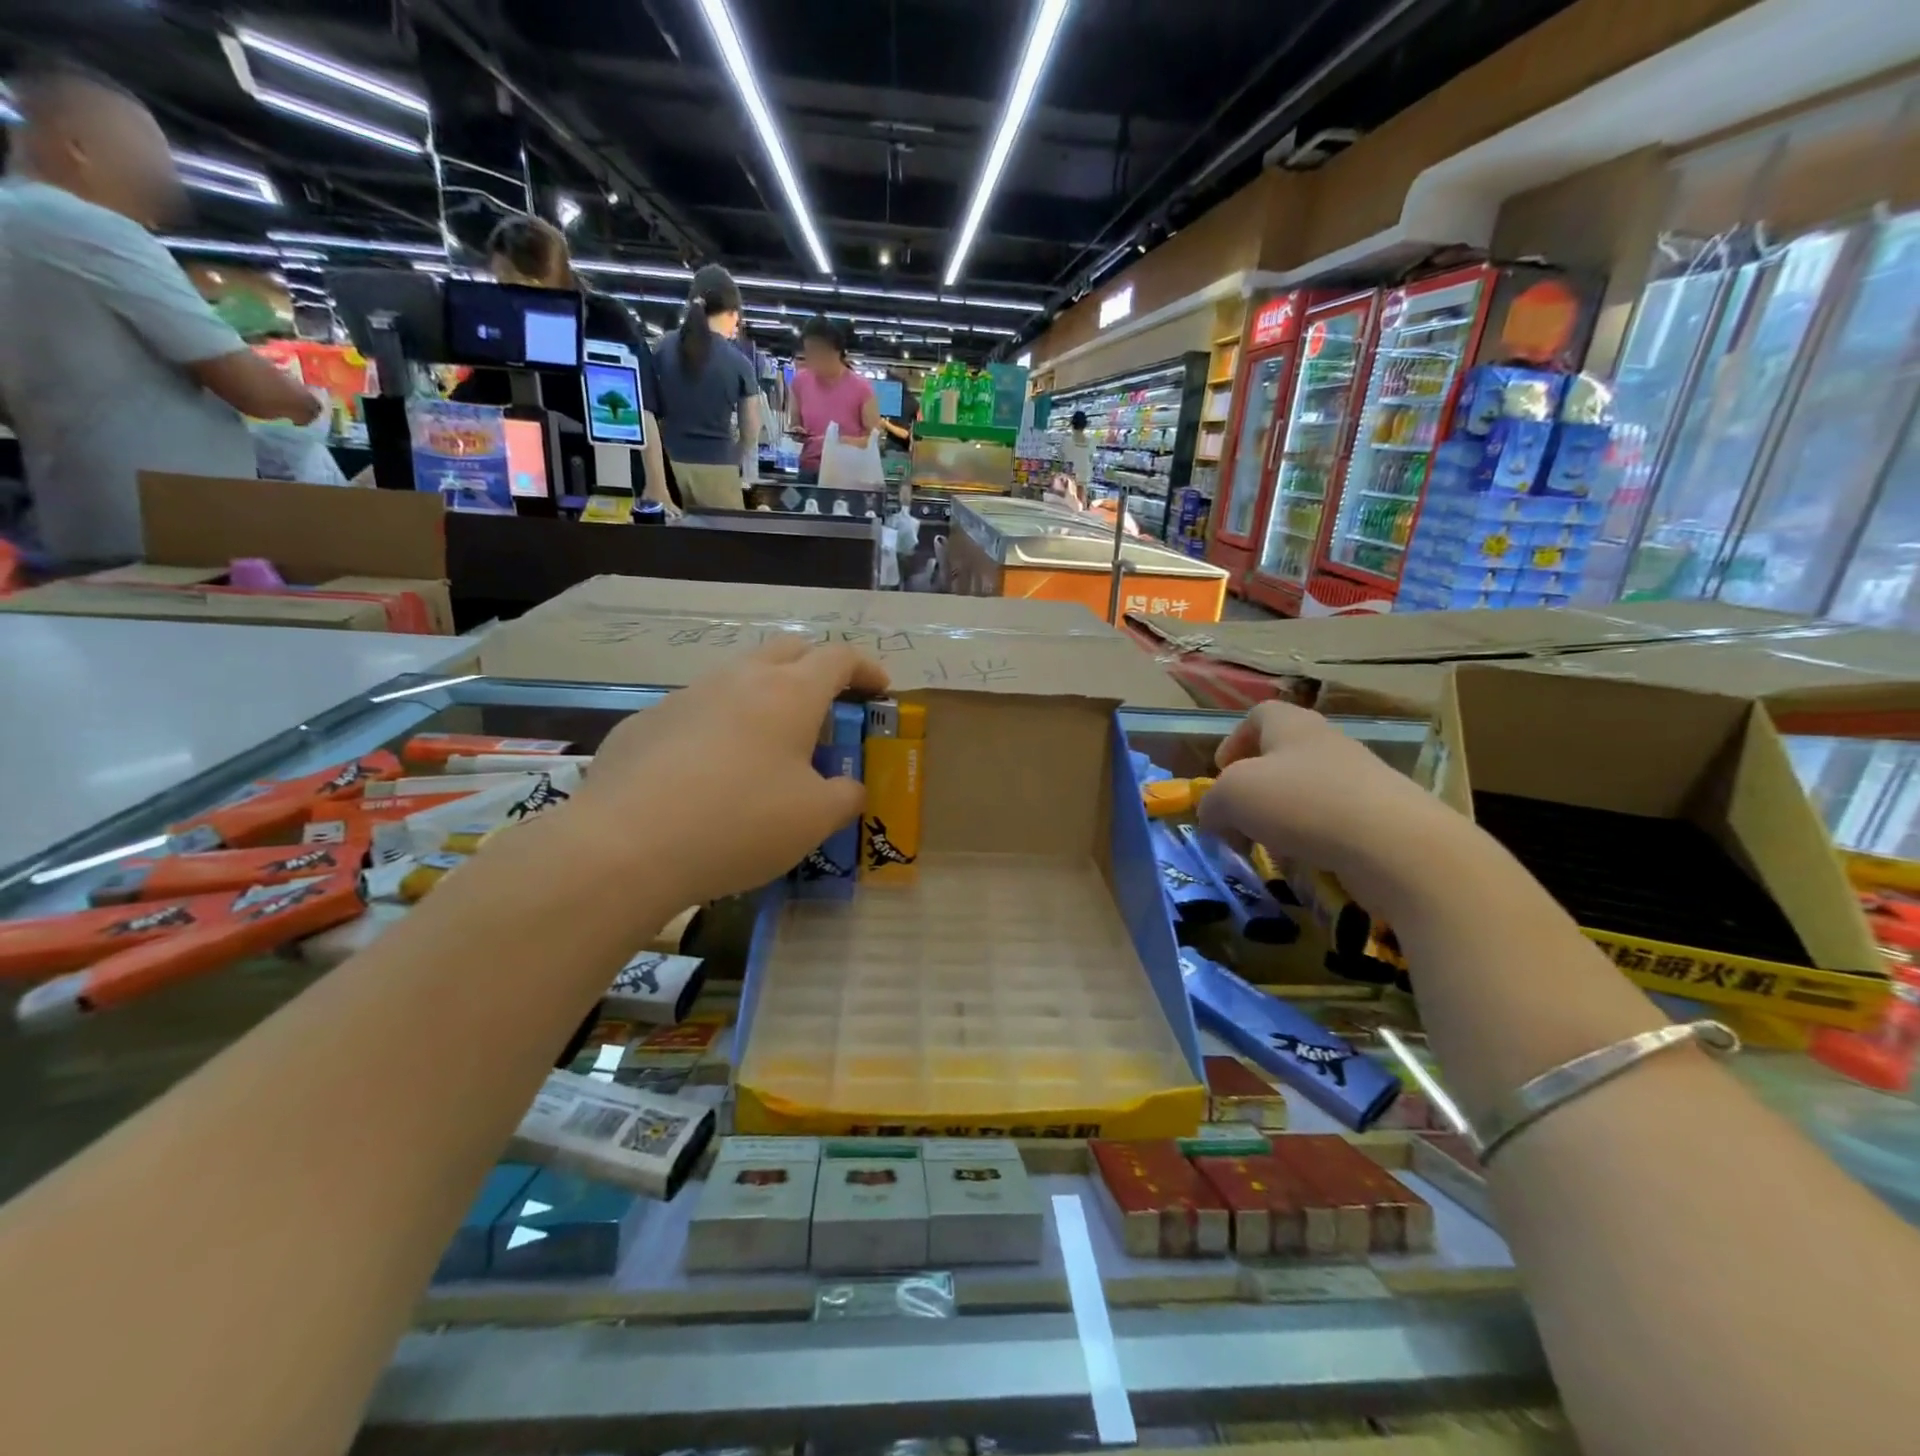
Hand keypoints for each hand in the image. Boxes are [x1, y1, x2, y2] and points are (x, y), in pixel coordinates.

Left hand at [572, 639, 888, 904]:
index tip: (880, 690)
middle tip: (827, 705)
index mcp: (790, 693)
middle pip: (787, 649)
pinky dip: (717, 727)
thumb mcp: (815, 820)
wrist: (626, 846)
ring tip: (767, 744)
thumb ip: (844, 797)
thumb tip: (847, 787)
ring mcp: (686, 696)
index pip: (839, 657)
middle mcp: (738, 679)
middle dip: (815, 667)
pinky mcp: (645, 723)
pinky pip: (695, 711)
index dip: (866, 668)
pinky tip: (707, 774)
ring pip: (736, 677)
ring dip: (763, 696)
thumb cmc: (740, 823)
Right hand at [1197, 702, 1460, 894]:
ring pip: (1306, 792)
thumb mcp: (1232, 797)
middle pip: (1282, 756)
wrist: (1395, 845)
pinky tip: (1305, 862)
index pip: (1259, 716)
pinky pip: (1332, 823)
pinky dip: (1311, 840)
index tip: (1221, 772)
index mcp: (1292, 725)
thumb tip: (1214, 817)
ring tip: (1268, 846)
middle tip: (1237, 817)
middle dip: (1254, 788)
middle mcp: (1328, 744)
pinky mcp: (1380, 818)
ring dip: (1280, 817)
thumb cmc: (1301, 802)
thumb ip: (1212, 803)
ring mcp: (1359, 780)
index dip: (1234, 740)